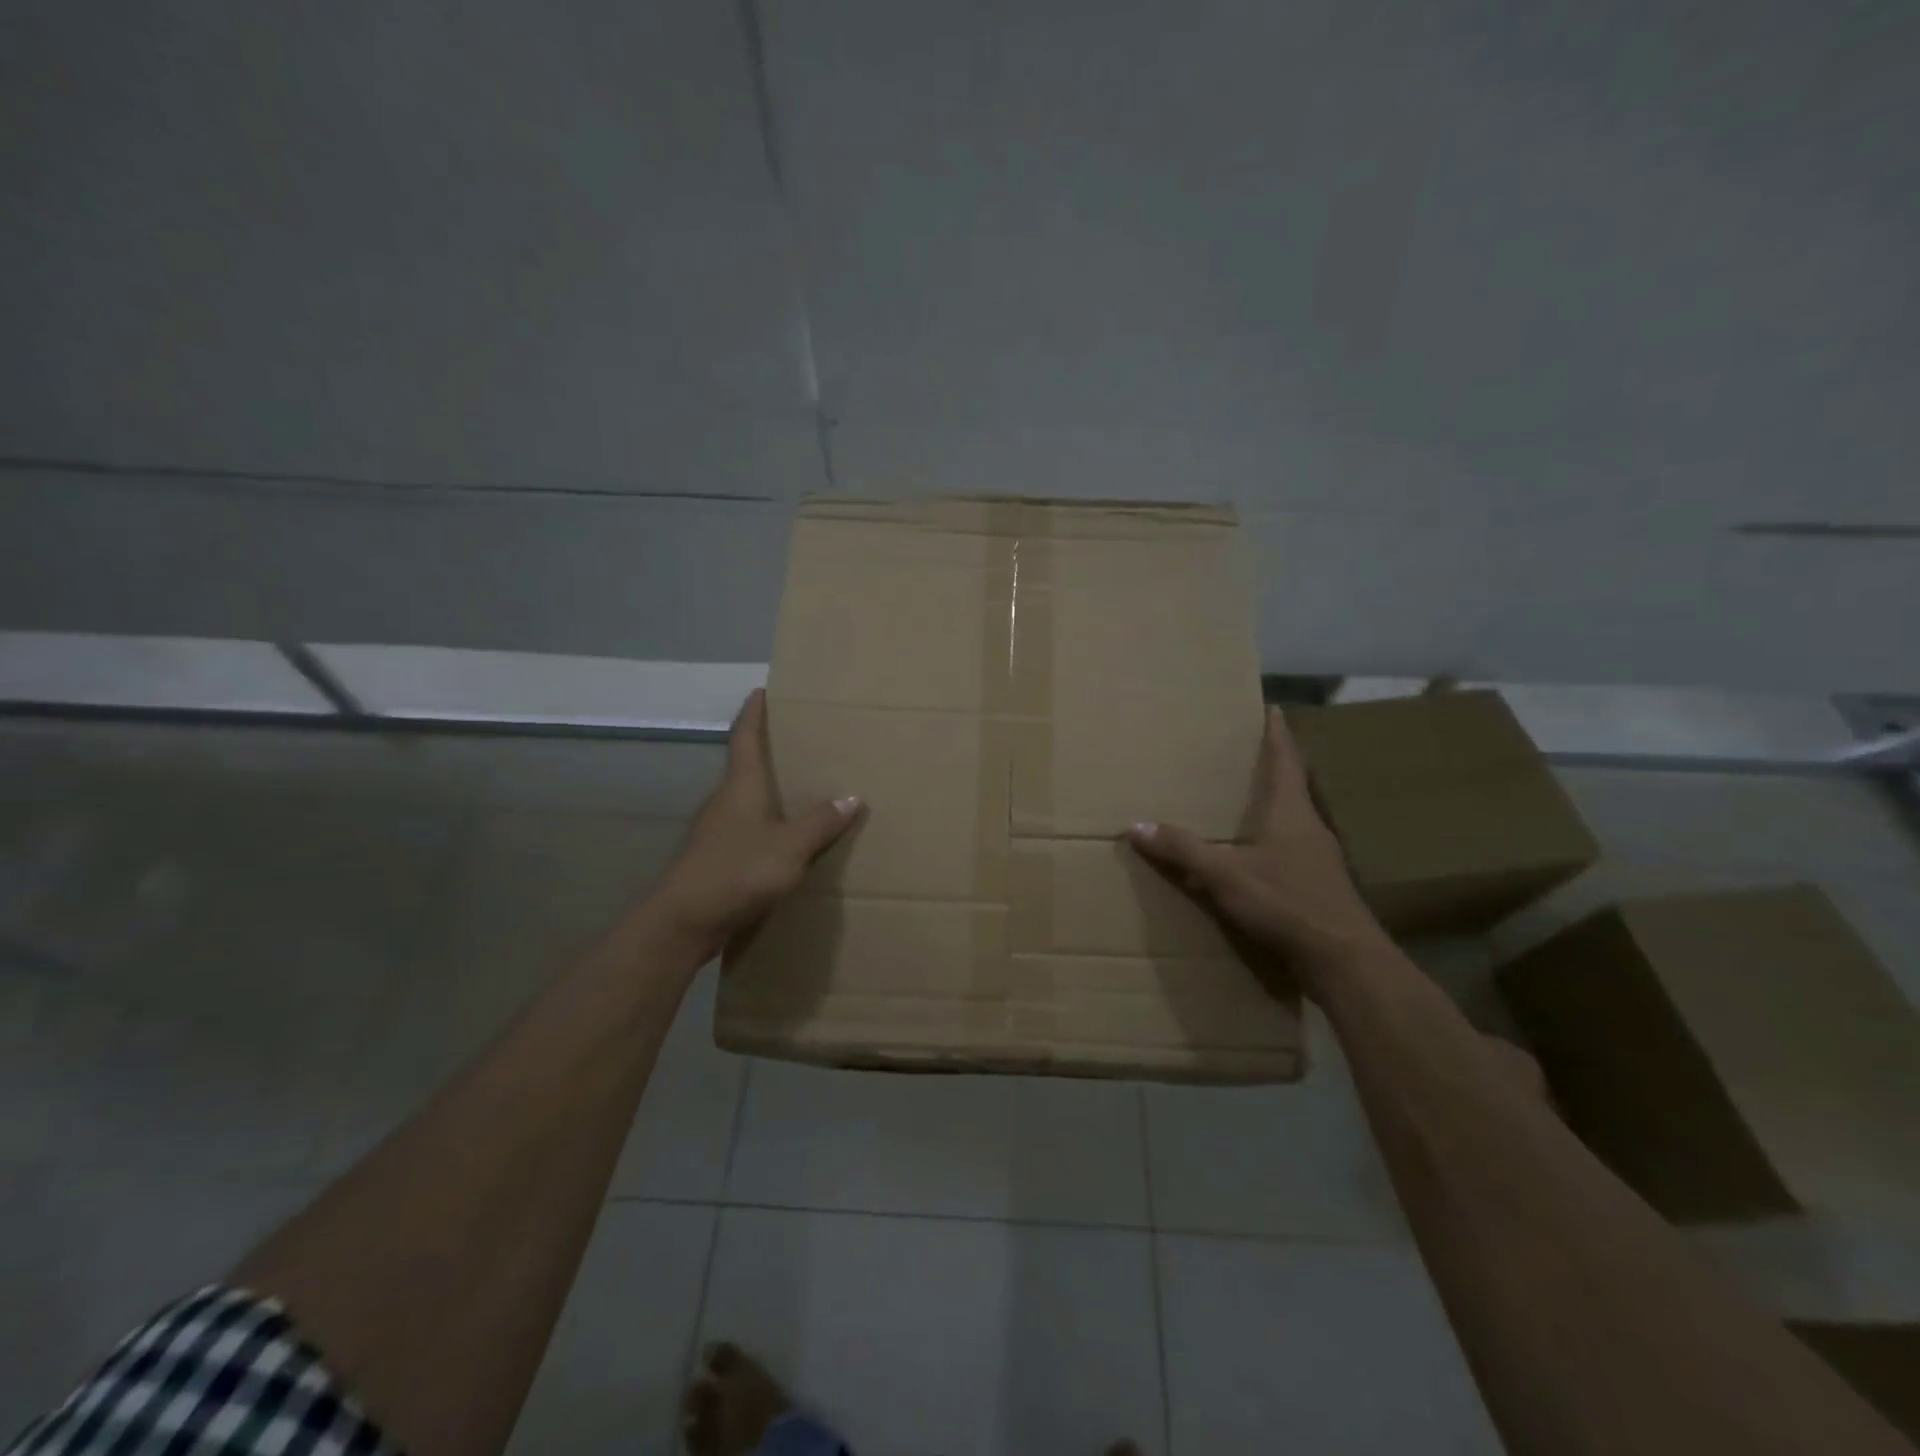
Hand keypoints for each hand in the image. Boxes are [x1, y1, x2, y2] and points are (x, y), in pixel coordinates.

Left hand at [655, 689, 862, 954]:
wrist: (685, 921)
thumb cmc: (738, 870)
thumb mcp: (791, 846)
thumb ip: (821, 822)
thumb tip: (852, 797)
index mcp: (741, 787)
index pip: (746, 738)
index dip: (754, 713)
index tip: (761, 691)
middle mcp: (726, 801)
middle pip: (746, 767)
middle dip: (769, 753)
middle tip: (800, 743)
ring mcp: (717, 831)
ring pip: (747, 801)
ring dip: (769, 792)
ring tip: (801, 791)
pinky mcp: (716, 858)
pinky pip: (747, 830)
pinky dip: (767, 825)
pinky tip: (786, 840)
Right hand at [1128, 706, 1384, 985]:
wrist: (1344, 962)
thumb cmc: (1287, 904)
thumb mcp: (1226, 876)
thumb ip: (1183, 851)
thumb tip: (1136, 826)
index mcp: (1291, 813)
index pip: (1285, 760)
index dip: (1277, 734)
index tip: (1272, 708)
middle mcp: (1309, 828)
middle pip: (1291, 787)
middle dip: (1271, 767)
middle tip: (1245, 751)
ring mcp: (1317, 860)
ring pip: (1292, 820)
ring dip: (1271, 806)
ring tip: (1243, 800)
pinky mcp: (1317, 888)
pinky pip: (1290, 851)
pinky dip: (1270, 842)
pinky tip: (1252, 856)